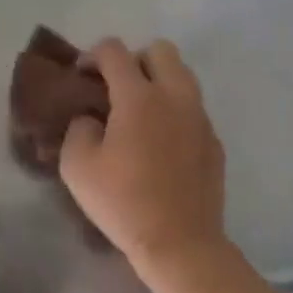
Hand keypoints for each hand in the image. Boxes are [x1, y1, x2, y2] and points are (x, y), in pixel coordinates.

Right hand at [59, 38, 228, 278]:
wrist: (180, 242)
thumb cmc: (123, 202)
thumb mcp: (78, 167)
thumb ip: (78, 129)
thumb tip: (91, 119)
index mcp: (139, 97)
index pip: (114, 51)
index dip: (92, 55)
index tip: (81, 76)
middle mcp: (175, 97)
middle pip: (160, 50)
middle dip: (134, 59)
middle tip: (116, 89)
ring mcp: (200, 118)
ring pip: (183, 76)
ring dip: (158, 82)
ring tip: (139, 114)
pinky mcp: (214, 141)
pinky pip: (193, 109)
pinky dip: (175, 112)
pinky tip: (161, 144)